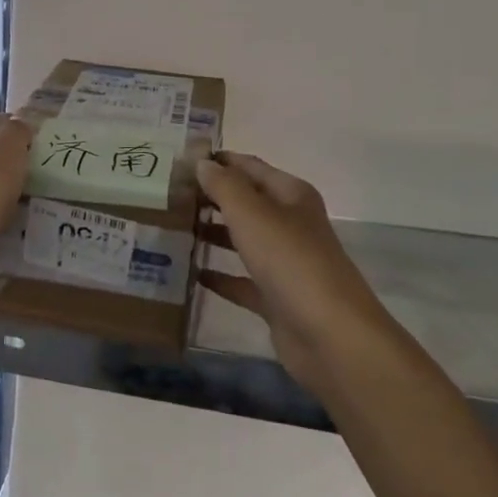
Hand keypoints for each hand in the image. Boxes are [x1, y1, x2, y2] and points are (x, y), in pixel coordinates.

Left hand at [0, 113, 32, 266]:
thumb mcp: (5, 150)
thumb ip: (16, 132)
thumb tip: (21, 126)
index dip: (19, 128)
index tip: (46, 142)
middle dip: (19, 162)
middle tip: (49, 171)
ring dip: (14, 191)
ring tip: (43, 197)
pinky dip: (6, 216)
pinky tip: (24, 221)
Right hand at [197, 152, 392, 391]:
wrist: (330, 335)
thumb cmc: (291, 262)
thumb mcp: (253, 214)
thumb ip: (224, 186)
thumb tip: (201, 162)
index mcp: (291, 195)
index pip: (249, 167)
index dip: (218, 161)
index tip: (178, 161)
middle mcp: (290, 224)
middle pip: (246, 202)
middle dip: (211, 197)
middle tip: (167, 195)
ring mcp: (284, 262)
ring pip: (243, 239)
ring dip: (213, 233)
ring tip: (173, 228)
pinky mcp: (276, 298)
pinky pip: (242, 280)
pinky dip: (220, 275)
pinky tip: (191, 273)